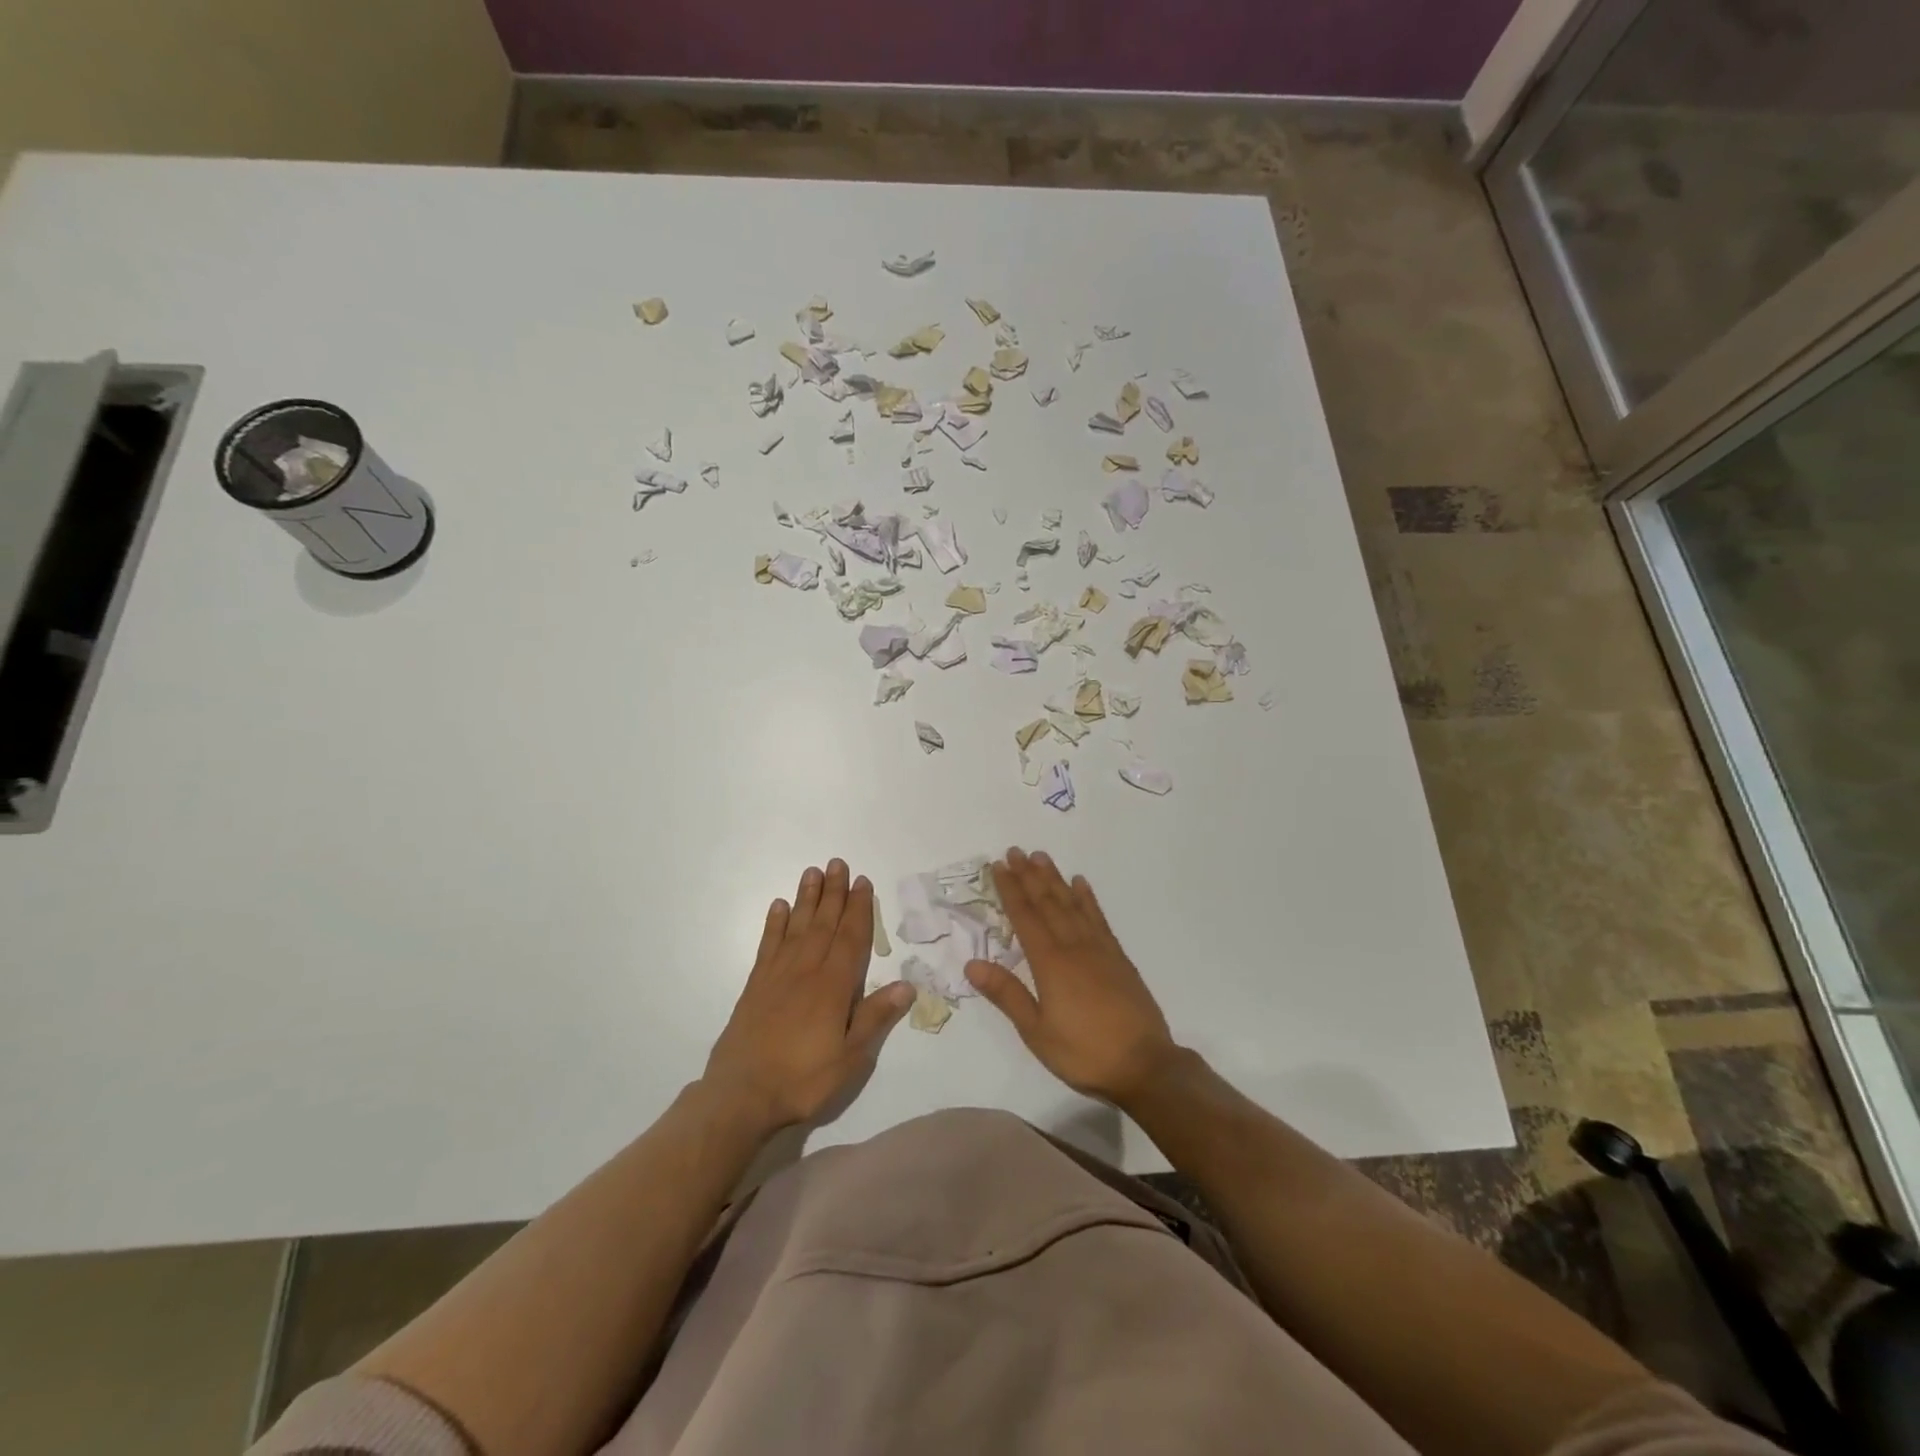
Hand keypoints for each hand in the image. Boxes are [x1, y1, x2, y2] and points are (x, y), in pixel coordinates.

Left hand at [704, 860, 913, 1134]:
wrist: (741, 1096)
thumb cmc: (803, 1080)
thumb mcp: (850, 1058)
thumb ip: (875, 1018)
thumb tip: (907, 985)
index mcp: (833, 986)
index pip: (851, 938)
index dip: (859, 909)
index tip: (863, 882)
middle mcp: (806, 971)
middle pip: (824, 923)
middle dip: (834, 892)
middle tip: (838, 863)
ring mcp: (777, 975)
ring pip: (797, 927)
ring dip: (806, 899)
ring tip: (813, 872)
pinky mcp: (756, 986)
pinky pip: (768, 945)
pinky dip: (774, 923)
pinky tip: (779, 906)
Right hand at [964, 847, 1179, 1106]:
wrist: (1144, 1065)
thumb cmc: (1084, 1053)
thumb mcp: (1036, 1032)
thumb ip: (1007, 994)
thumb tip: (972, 964)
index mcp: (1050, 964)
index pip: (1025, 918)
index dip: (1010, 890)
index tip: (998, 866)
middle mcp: (1074, 947)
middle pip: (1048, 903)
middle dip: (1029, 876)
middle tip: (1015, 851)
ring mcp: (1099, 949)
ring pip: (1072, 904)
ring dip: (1055, 879)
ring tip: (1042, 857)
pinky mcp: (1118, 957)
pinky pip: (1099, 919)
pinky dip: (1088, 898)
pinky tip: (1081, 884)